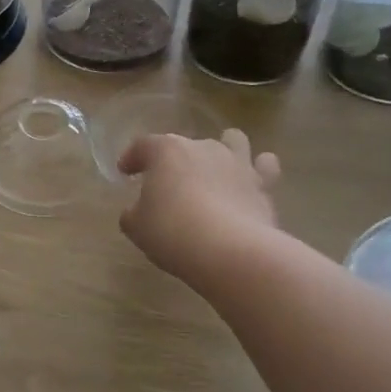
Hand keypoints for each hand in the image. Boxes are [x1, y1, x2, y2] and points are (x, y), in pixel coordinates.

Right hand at [117, 129, 281, 285]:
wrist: (230, 251)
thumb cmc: (171, 232)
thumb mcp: (136, 227)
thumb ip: (133, 214)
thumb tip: (137, 212)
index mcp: (167, 151)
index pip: (143, 145)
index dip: (132, 157)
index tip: (125, 172)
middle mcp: (203, 147)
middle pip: (186, 144)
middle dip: (177, 160)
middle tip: (169, 184)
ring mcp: (237, 163)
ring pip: (233, 140)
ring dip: (224, 150)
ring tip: (217, 170)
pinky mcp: (263, 185)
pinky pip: (264, 168)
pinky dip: (258, 172)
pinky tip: (251, 184)